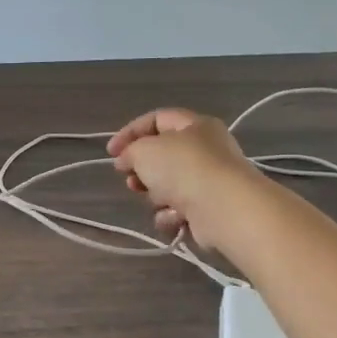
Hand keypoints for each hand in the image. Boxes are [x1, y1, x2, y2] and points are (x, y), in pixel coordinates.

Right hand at [108, 108, 264, 249]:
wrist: (225, 209)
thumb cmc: (184, 168)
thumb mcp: (145, 150)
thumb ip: (129, 151)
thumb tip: (127, 161)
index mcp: (195, 126)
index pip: (157, 119)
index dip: (130, 133)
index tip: (111, 153)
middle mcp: (206, 150)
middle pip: (162, 157)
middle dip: (142, 170)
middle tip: (131, 179)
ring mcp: (210, 181)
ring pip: (168, 186)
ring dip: (156, 196)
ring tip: (157, 200)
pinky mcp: (210, 210)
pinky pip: (179, 210)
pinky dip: (172, 216)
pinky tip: (175, 218)